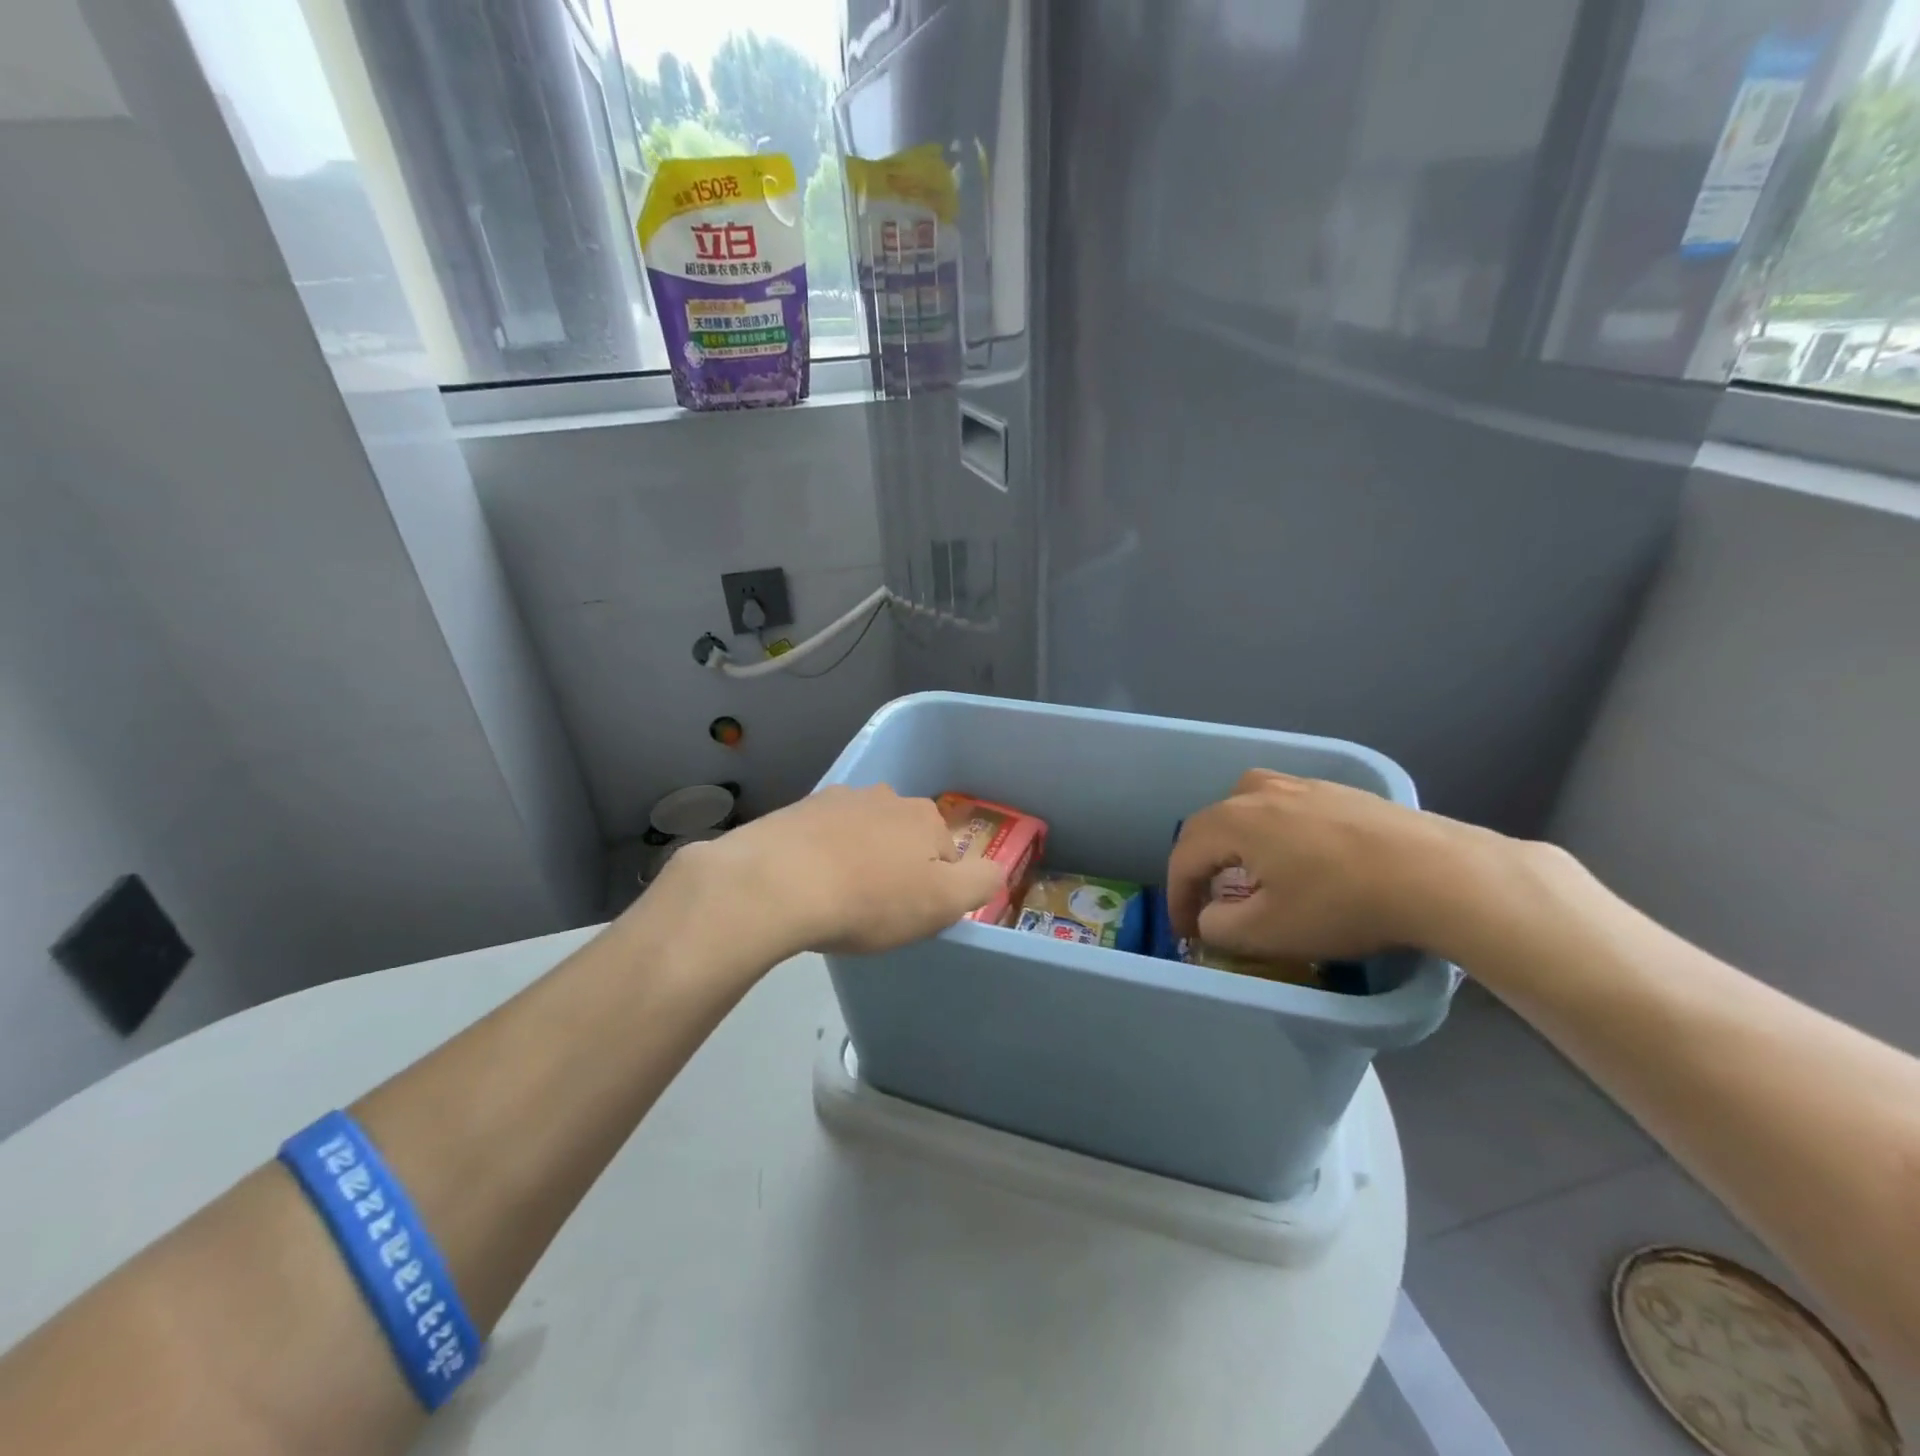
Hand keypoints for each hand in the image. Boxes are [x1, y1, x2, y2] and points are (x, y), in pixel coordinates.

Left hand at [668, 785, 1004, 960]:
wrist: (776, 884)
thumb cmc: (869, 899)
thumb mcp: (942, 903)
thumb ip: (980, 883)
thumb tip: (994, 870)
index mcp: (924, 817)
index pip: (946, 855)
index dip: (933, 889)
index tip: (910, 915)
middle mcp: (885, 797)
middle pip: (903, 839)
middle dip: (895, 868)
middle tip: (874, 910)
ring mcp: (837, 799)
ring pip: (862, 834)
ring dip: (858, 859)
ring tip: (836, 899)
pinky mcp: (796, 811)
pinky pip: (822, 837)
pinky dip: (822, 856)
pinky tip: (807, 884)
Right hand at [1167, 769, 1486, 961]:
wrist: (1437, 873)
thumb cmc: (1342, 903)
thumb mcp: (1269, 931)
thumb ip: (1220, 927)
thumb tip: (1211, 918)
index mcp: (1234, 820)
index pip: (1184, 856)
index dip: (1177, 896)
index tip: (1185, 931)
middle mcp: (1260, 791)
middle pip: (1211, 824)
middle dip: (1201, 866)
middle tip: (1208, 901)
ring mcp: (1303, 784)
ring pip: (1248, 807)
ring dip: (1235, 841)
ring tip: (1249, 870)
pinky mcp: (1340, 791)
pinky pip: (1286, 807)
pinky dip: (1273, 832)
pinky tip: (1301, 858)